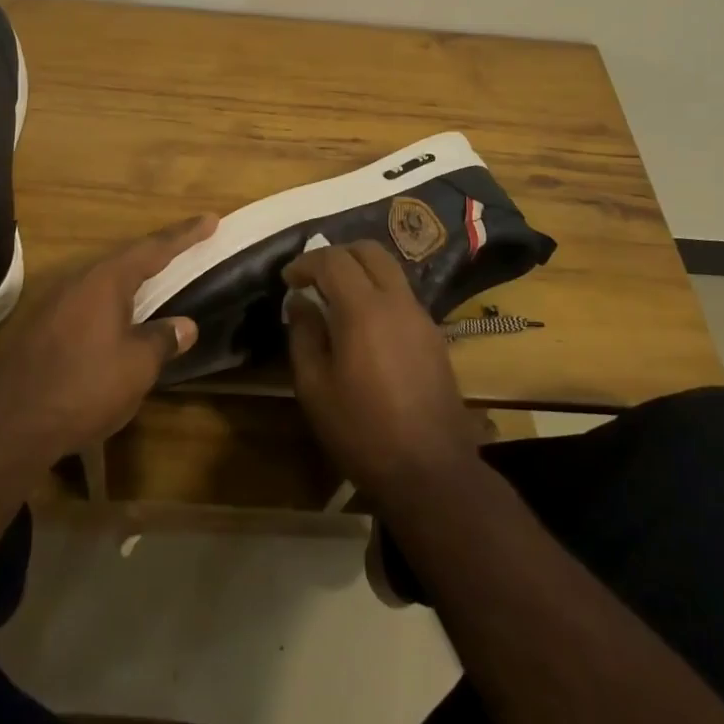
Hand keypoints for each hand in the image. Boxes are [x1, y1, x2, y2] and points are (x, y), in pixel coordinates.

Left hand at [0, 214, 216, 465]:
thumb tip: (184, 325)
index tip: (210, 219)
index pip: (154, 248)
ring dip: (134, 282)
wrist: (9, 425)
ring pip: (105, 283)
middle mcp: (79, 281)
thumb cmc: (83, 387)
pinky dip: (112, 306)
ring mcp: (56, 303)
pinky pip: (88, 304)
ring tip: (157, 285)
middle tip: (187, 249)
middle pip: (127, 260)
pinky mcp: (42, 328)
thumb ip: (163, 340)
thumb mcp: (136, 367)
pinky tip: (119, 323)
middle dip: (158, 255)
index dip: (185, 235)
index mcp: (106, 280)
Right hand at [284, 240, 483, 501]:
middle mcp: (397, 301)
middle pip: (369, 251)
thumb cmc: (363, 432)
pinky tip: (365, 325)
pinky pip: (402, 295)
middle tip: (314, 277)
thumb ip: (304, 335)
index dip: (306, 262)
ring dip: (361, 271)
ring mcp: (421, 316)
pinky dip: (379, 292)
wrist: (432, 472)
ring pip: (390, 270)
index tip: (288, 279)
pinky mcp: (434, 335)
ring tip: (337, 298)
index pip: (333, 260)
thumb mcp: (315, 388)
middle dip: (338, 254)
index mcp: (364, 309)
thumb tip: (300, 302)